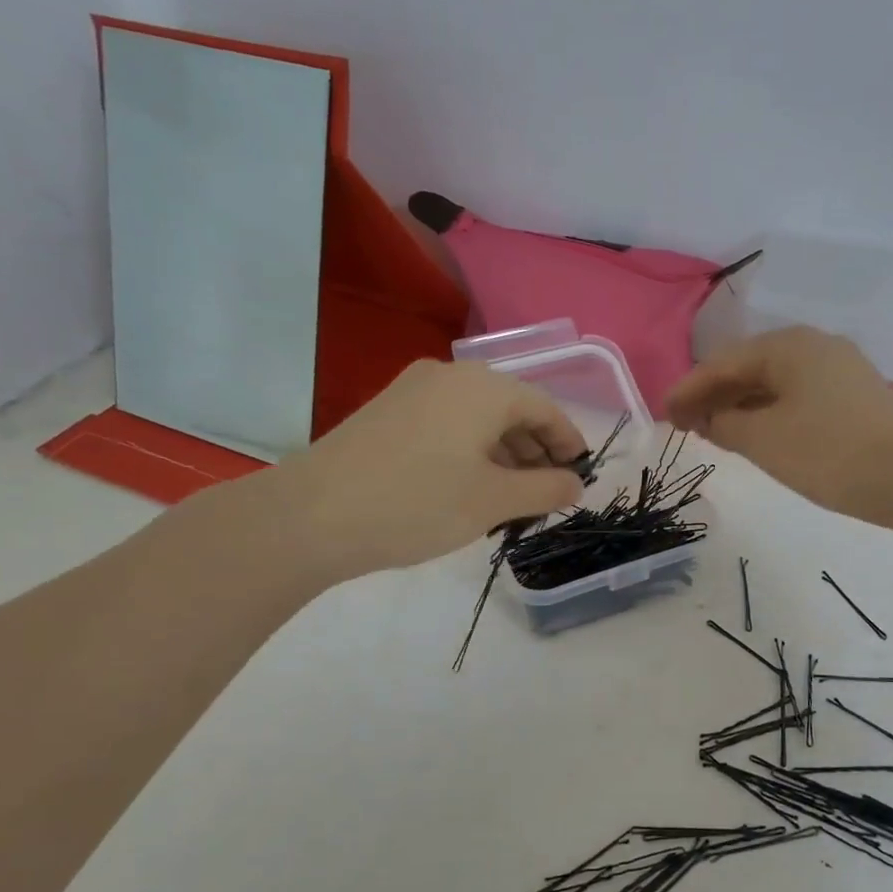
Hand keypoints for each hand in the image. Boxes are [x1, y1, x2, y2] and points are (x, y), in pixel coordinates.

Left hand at [260, 359, 587, 581]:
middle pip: (511, 409)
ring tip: (512, 498)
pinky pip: (447, 424)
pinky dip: (471, 451)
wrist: (311, 515)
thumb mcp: (494, 501)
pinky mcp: (387, 412)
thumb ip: (546, 489)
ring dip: (503, 454)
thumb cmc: (418, 503)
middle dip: (535, 451)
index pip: (545, 408)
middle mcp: (450, 375)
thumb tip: (575, 483)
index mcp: (484, 387)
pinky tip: (469, 487)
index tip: (581, 475)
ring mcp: (413, 390)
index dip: (569, 442)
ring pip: (477, 418)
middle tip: (548, 493)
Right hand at [666, 327, 892, 516]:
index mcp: (788, 345)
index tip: (663, 414)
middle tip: (685, 425)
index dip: (688, 389)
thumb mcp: (764, 440)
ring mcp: (839, 370)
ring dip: (741, 406)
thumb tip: (707, 417)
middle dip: (714, 396)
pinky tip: (757, 435)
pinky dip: (769, 413)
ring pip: (774, 384)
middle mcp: (814, 346)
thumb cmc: (829, 452)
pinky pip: (796, 397)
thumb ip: (724, 424)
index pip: (722, 363)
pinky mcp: (854, 397)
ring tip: (715, 433)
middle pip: (749, 367)